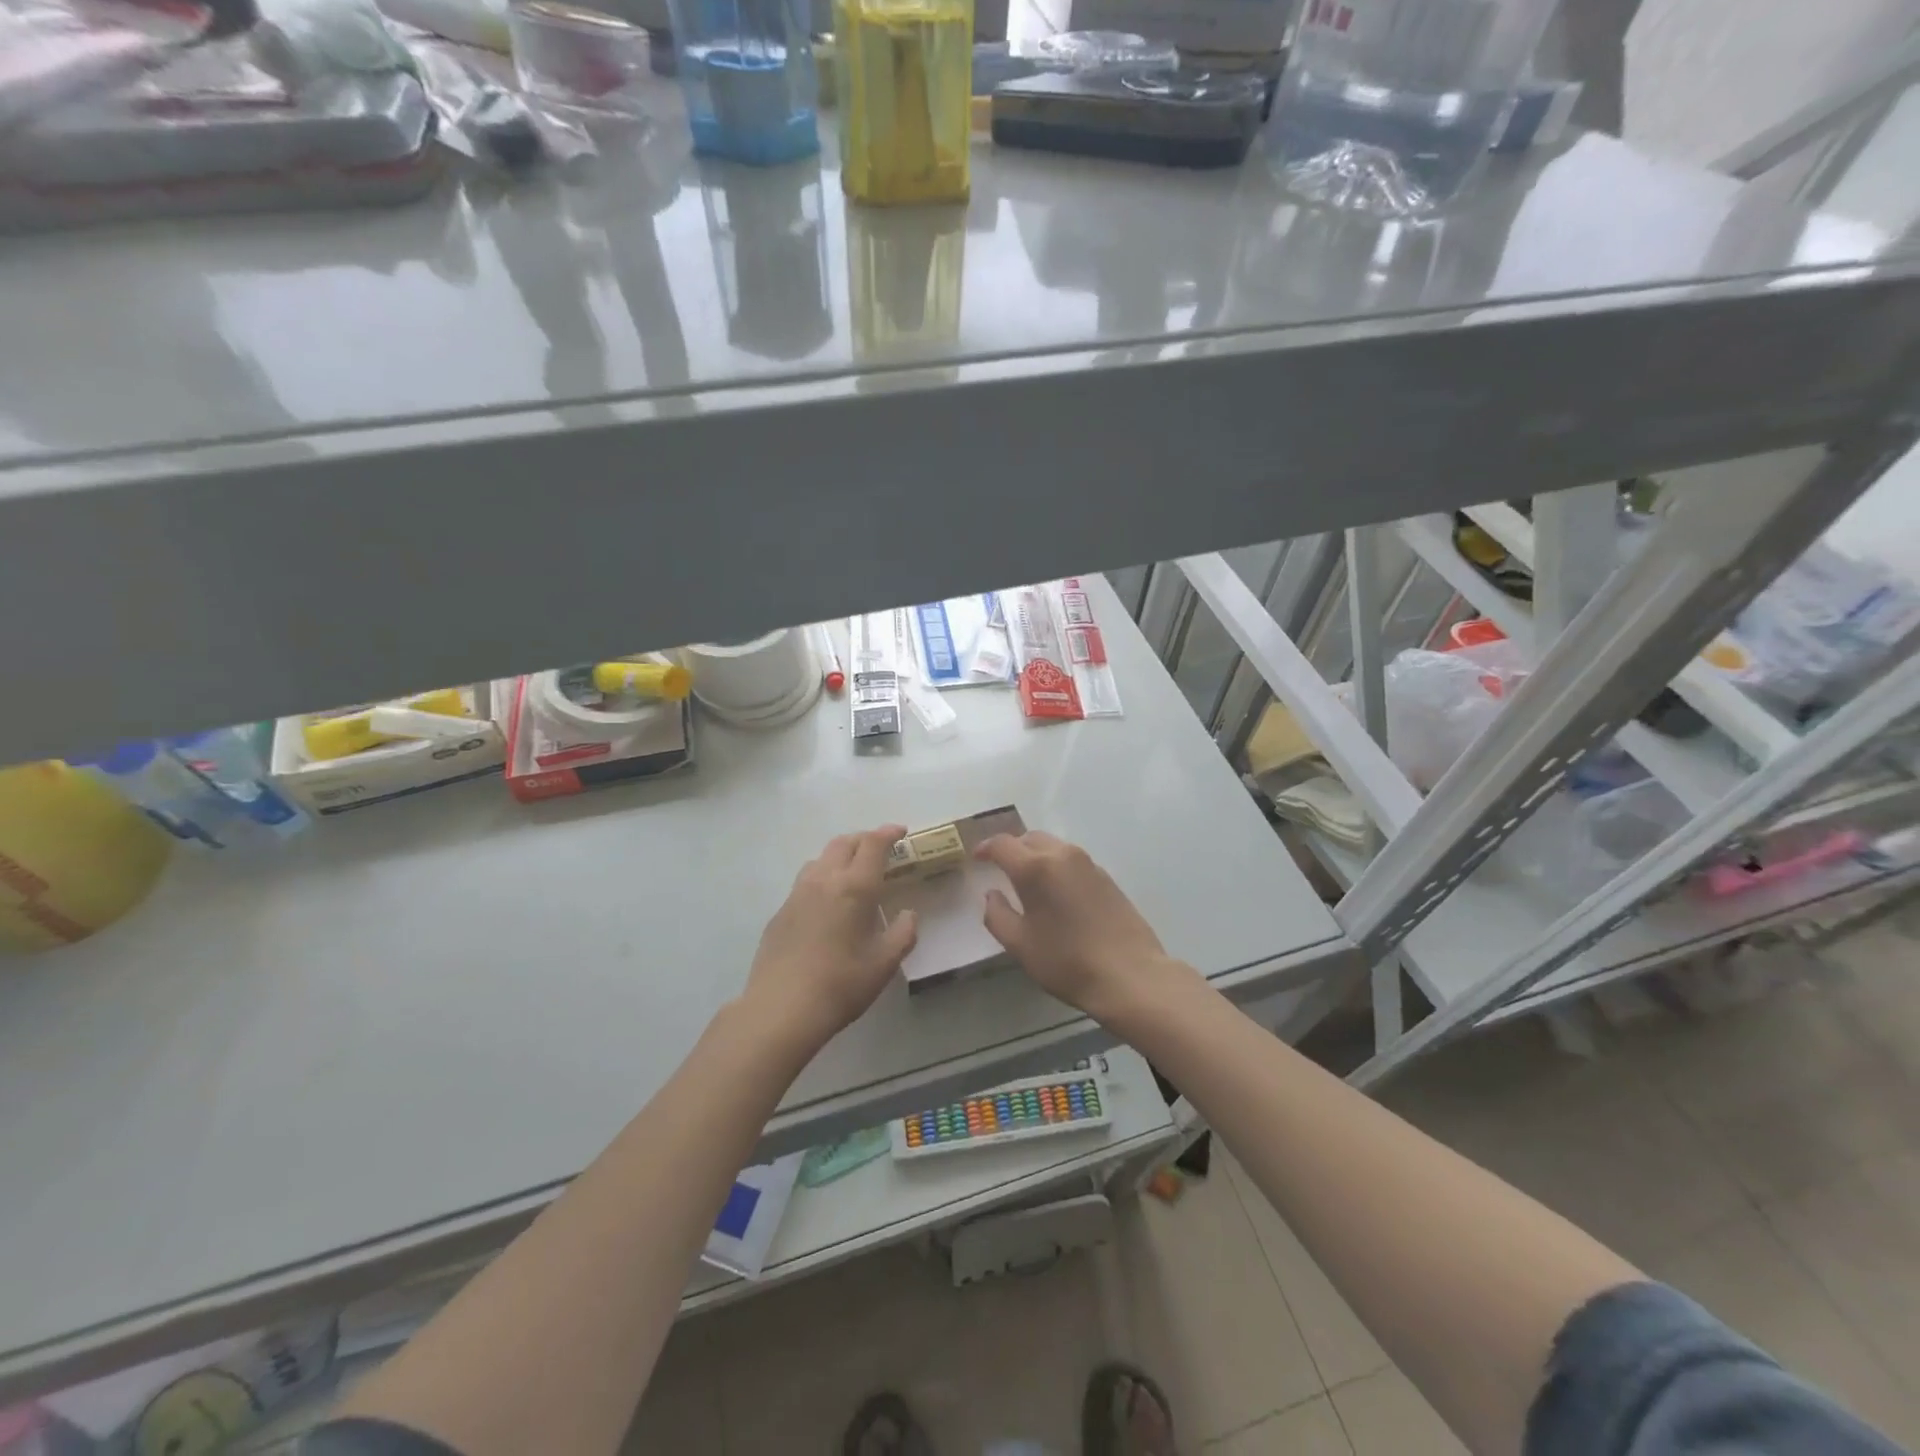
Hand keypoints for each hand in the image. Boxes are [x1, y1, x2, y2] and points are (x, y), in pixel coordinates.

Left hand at [743, 825, 917, 1050]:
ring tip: (852, 872)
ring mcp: (797, 894)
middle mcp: (824, 880)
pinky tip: (826, 903)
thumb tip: (908, 915)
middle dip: (864, 839)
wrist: (780, 1009)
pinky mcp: (780, 912)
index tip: (901, 832)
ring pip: (820, 858)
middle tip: (880, 850)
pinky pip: (805, 881)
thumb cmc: (840, 985)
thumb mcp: (884, 964)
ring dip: (840, 855)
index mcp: (855, 887)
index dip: (889, 833)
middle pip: (844, 843)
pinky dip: (822, 878)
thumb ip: (902, 934)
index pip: (873, 844)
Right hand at [976, 831, 1197, 1027]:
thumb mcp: (1020, 945)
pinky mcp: (1106, 877)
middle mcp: (1062, 855)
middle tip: (1000, 868)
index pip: (1003, 844)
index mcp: (1035, 867)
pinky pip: (1072, 861)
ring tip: (1028, 881)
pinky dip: (1056, 866)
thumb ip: (997, 915)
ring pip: (1053, 847)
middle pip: (1029, 838)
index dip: (985, 848)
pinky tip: (1056, 892)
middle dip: (1012, 849)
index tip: (976, 857)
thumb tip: (991, 895)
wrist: (1130, 975)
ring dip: (1035, 856)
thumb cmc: (1067, 962)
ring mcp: (1088, 864)